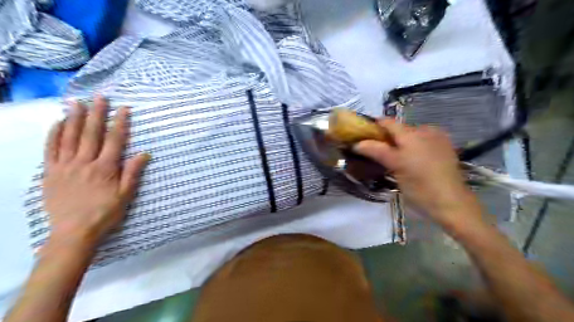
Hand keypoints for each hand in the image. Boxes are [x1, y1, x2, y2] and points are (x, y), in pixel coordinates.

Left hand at [42, 96, 148, 248]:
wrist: (74, 232)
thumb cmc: (105, 213)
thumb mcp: (126, 195)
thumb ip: (133, 172)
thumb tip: (144, 153)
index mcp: (105, 168)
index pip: (114, 140)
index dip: (120, 123)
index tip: (124, 109)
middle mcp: (85, 162)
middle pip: (92, 133)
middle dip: (97, 114)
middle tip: (100, 97)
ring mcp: (65, 166)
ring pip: (70, 137)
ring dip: (75, 118)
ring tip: (77, 102)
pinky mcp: (51, 172)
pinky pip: (51, 149)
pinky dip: (54, 134)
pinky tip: (58, 123)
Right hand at [355, 119, 480, 224]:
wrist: (451, 203)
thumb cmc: (419, 186)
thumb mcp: (395, 167)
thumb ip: (376, 151)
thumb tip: (357, 143)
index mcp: (412, 134)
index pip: (388, 122)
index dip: (374, 126)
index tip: (362, 135)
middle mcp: (425, 131)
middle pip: (399, 129)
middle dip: (387, 137)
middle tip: (376, 152)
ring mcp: (437, 138)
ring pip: (411, 135)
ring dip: (400, 143)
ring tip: (394, 158)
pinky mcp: (445, 148)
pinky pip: (423, 141)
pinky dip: (413, 146)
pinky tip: (412, 160)